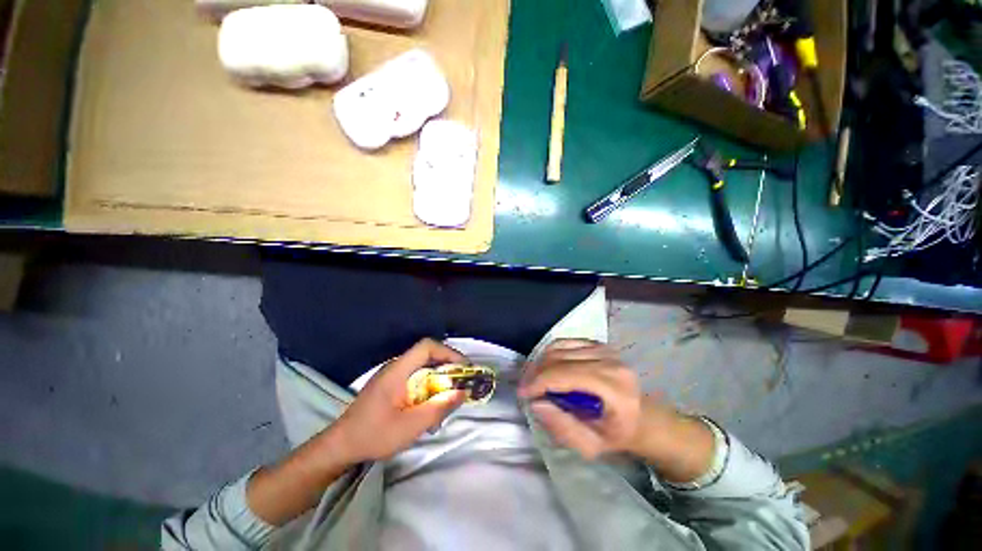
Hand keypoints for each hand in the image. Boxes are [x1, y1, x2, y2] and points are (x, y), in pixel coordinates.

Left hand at [332, 338, 466, 461]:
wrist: (340, 447)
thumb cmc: (374, 435)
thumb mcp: (411, 426)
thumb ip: (438, 408)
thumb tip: (462, 392)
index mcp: (398, 370)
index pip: (427, 346)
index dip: (448, 352)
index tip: (463, 368)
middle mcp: (396, 367)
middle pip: (427, 356)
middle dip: (447, 368)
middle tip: (460, 384)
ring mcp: (392, 376)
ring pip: (423, 368)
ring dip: (438, 380)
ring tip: (446, 399)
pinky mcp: (390, 386)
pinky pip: (416, 379)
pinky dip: (428, 387)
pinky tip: (429, 407)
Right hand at [519, 340, 711, 481]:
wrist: (643, 418)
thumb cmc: (618, 435)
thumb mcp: (591, 446)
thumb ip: (562, 427)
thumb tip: (536, 403)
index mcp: (614, 389)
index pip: (567, 375)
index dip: (540, 382)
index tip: (523, 394)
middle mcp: (610, 362)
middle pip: (559, 358)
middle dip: (536, 372)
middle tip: (525, 388)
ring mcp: (605, 349)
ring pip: (559, 347)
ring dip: (540, 362)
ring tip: (533, 379)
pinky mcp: (598, 344)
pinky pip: (565, 342)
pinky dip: (550, 353)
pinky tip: (546, 367)